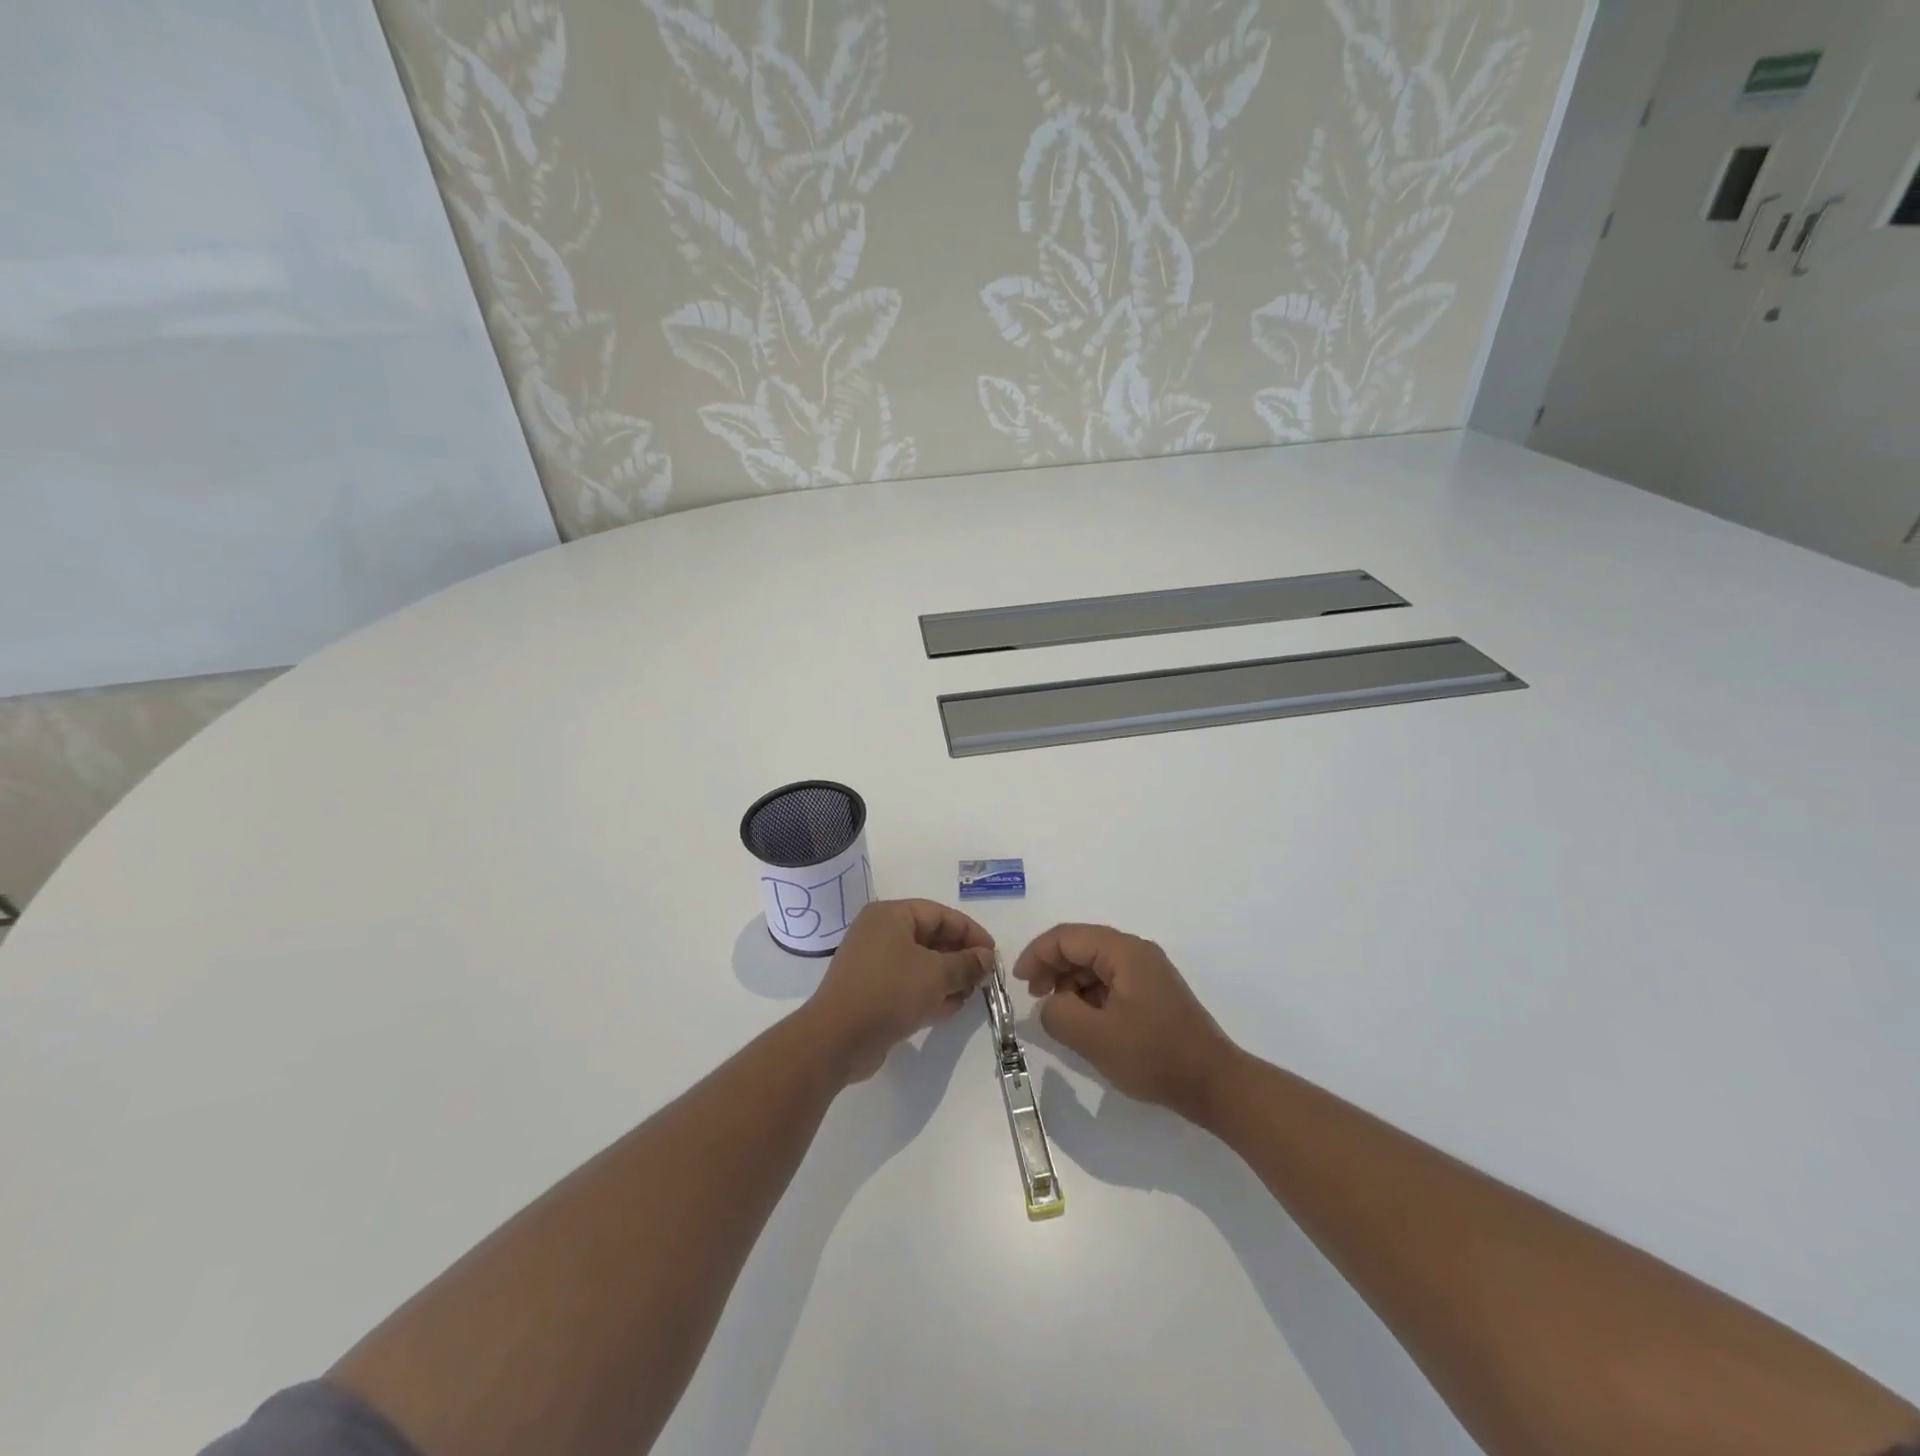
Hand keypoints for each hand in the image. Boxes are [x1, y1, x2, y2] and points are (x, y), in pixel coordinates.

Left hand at [805, 899, 994, 1082]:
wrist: (837, 1039)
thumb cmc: (889, 992)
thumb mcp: (936, 975)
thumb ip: (966, 964)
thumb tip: (986, 958)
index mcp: (890, 916)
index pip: (940, 914)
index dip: (970, 932)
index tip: (993, 954)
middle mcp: (880, 934)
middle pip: (930, 938)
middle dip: (960, 957)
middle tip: (984, 977)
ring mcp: (874, 965)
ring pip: (921, 965)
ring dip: (948, 978)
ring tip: (972, 994)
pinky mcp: (873, 993)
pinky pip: (908, 986)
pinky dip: (930, 994)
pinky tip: (952, 1009)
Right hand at [1013, 924, 1238, 1123]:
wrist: (1214, 1084)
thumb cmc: (1154, 1056)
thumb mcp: (1095, 1038)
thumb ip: (1058, 1014)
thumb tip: (1048, 1005)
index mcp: (1123, 952)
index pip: (1067, 937)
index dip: (1037, 954)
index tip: (1018, 982)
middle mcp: (1136, 952)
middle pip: (1081, 946)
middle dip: (1052, 968)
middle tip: (1035, 998)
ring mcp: (1147, 972)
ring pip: (1095, 965)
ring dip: (1070, 984)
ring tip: (1060, 1015)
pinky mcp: (1153, 994)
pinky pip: (1111, 982)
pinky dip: (1090, 996)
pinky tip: (1086, 1023)